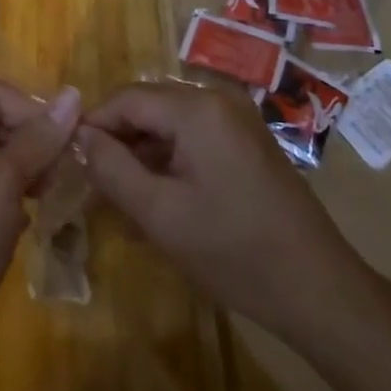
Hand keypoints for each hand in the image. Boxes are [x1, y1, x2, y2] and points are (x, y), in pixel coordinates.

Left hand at [0, 80, 82, 390]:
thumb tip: (73, 94)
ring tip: (61, 189)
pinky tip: (38, 215)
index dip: (35, 110)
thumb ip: (38, 138)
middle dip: (36, 141)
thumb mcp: (1, 180)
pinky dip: (19, 196)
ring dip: (32, 169)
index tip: (72, 138)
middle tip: (72, 165)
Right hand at [80, 83, 369, 345]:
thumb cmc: (234, 251)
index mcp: (196, 108)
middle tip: (93, 182)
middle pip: (147, 106)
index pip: (125, 99)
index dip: (93, 125)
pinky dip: (169, 158)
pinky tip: (158, 196)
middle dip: (117, 140)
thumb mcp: (160, 214)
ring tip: (121, 194)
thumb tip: (79, 136)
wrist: (320, 290)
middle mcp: (217, 99)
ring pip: (168, 122)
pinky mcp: (247, 141)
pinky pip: (193, 136)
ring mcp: (236, 119)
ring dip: (141, 152)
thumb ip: (112, 169)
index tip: (69, 159)